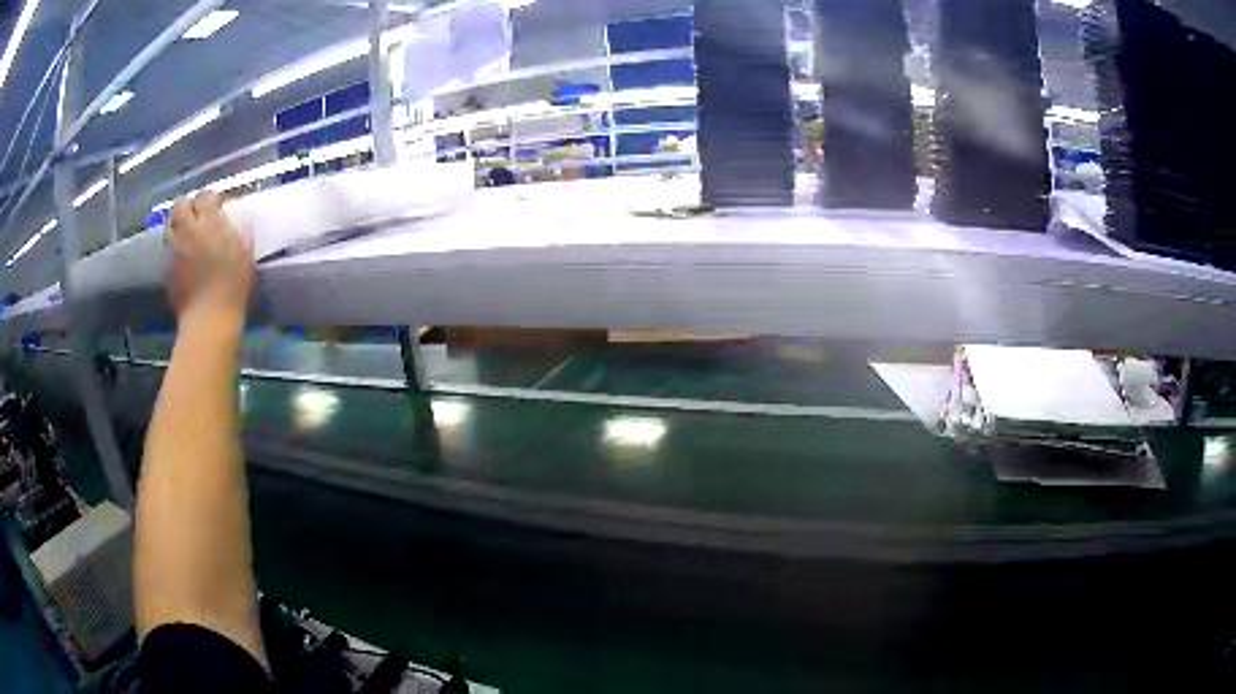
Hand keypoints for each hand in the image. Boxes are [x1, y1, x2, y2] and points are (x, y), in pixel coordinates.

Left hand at [168, 191, 254, 324]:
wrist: (209, 320)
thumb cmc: (232, 288)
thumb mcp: (245, 256)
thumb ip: (240, 234)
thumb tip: (241, 222)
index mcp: (210, 223)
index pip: (205, 196)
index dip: (210, 198)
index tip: (217, 205)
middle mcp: (189, 230)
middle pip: (181, 205)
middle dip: (188, 206)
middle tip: (196, 215)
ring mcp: (174, 249)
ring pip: (170, 225)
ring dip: (178, 225)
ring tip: (187, 234)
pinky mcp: (167, 268)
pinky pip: (169, 248)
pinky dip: (174, 247)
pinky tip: (183, 257)